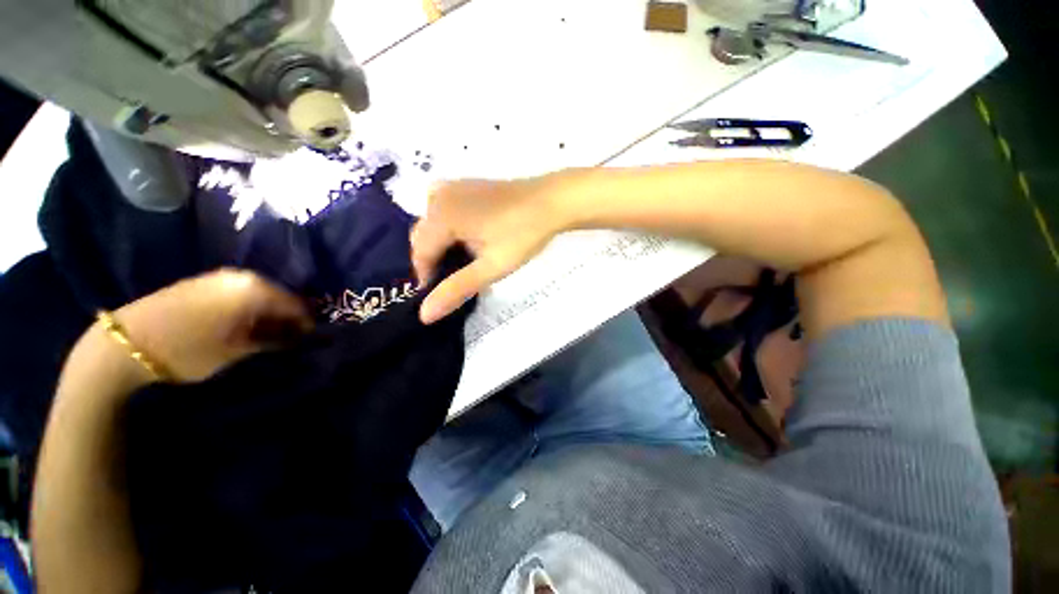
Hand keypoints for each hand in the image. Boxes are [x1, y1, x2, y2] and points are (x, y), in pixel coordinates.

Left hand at [111, 269, 311, 383]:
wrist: (140, 338)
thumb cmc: (188, 349)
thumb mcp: (230, 354)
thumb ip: (264, 342)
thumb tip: (291, 338)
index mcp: (248, 288)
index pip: (290, 301)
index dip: (305, 322)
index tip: (316, 343)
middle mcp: (237, 275)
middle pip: (273, 294)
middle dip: (287, 317)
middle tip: (296, 345)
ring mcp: (219, 278)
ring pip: (255, 294)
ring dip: (267, 315)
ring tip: (274, 341)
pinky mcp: (205, 285)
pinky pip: (238, 295)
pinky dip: (248, 312)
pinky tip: (247, 329)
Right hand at [411, 176, 570, 323]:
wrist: (553, 199)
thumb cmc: (523, 233)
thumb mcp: (491, 266)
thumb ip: (455, 289)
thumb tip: (423, 316)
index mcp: (440, 215)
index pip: (420, 254)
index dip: (428, 277)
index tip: (446, 294)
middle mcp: (438, 197)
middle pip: (421, 237)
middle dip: (433, 260)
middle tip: (457, 280)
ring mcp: (450, 187)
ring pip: (430, 223)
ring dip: (438, 243)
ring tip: (462, 261)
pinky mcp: (462, 184)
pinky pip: (440, 209)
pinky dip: (445, 226)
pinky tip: (466, 238)